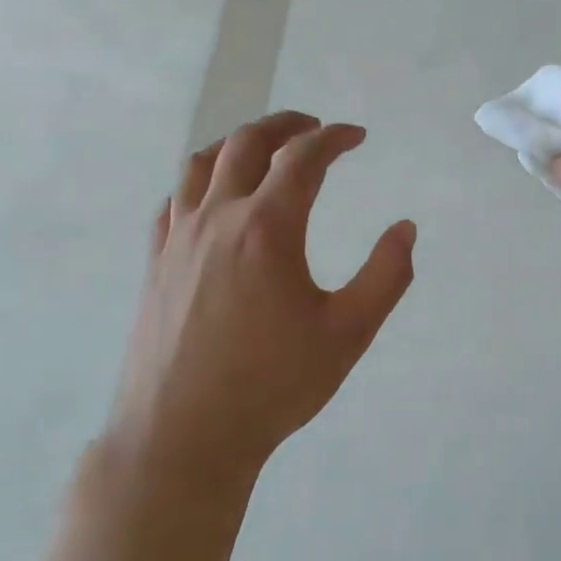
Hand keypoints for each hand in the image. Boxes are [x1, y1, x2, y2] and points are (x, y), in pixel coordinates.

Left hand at [99, 112, 415, 524]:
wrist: (185, 434)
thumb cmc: (275, 384)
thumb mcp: (349, 332)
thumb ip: (386, 275)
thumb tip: (405, 228)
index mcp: (268, 228)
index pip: (303, 159)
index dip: (334, 138)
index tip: (356, 135)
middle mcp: (218, 219)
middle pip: (247, 145)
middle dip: (285, 125)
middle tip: (314, 126)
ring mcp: (178, 239)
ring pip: (201, 164)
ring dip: (238, 143)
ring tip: (264, 148)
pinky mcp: (155, 264)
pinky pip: (174, 200)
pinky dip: (200, 180)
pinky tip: (214, 197)